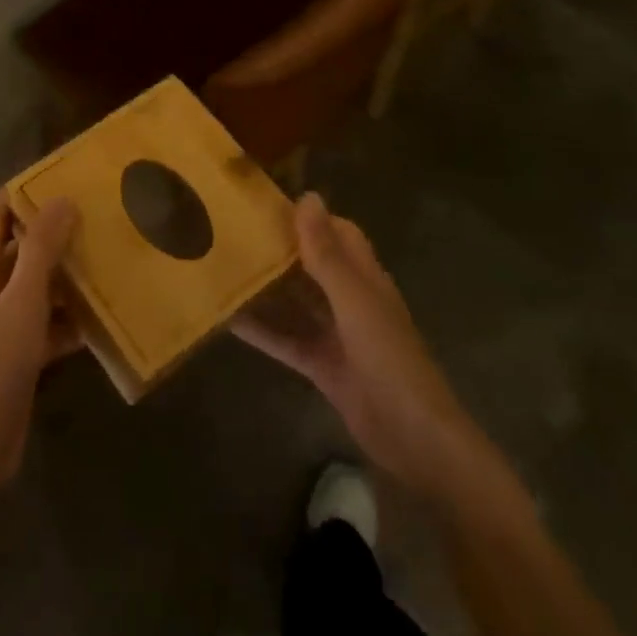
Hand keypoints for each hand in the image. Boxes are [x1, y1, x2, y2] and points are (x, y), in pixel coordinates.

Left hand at [0, 193, 79, 493]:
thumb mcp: (22, 300)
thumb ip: (41, 250)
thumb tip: (62, 200)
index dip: (20, 194)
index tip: (57, 175)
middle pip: (24, 251)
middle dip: (55, 234)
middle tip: (97, 216)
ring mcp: (6, 325)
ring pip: (41, 289)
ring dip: (69, 277)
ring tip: (108, 260)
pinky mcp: (22, 355)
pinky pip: (51, 326)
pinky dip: (72, 321)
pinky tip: (103, 319)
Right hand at [233, 193, 505, 504]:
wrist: (413, 439)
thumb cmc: (389, 359)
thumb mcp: (354, 302)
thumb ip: (327, 254)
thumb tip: (307, 197)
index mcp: (366, 279)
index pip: (338, 233)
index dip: (309, 216)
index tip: (266, 201)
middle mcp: (350, 301)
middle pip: (312, 265)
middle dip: (279, 248)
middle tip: (232, 231)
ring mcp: (335, 335)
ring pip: (295, 301)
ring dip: (265, 287)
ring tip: (223, 267)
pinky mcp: (321, 365)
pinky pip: (285, 339)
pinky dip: (260, 329)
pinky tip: (226, 319)